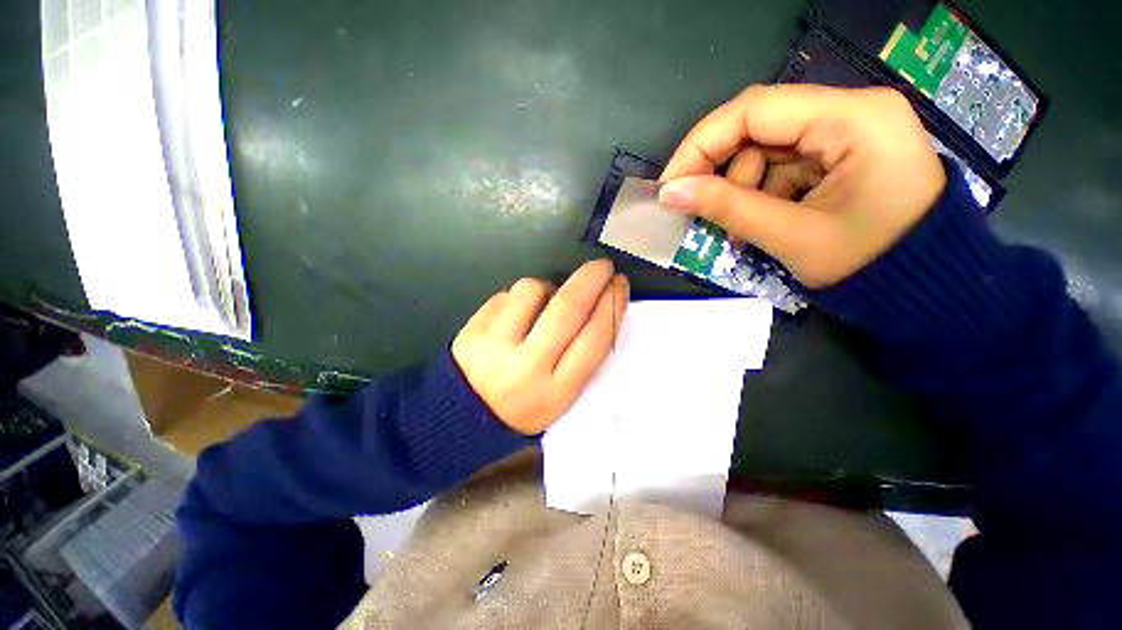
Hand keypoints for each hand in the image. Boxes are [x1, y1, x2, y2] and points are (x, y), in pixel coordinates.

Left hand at [452, 259, 628, 434]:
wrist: (468, 418)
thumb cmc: (525, 406)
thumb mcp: (563, 397)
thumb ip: (583, 357)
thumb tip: (599, 304)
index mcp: (557, 391)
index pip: (594, 338)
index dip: (612, 305)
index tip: (619, 284)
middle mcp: (527, 368)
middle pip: (567, 308)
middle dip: (590, 279)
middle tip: (602, 266)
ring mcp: (494, 347)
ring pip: (532, 290)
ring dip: (547, 288)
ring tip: (543, 303)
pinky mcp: (470, 332)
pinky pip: (504, 295)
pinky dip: (517, 298)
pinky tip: (515, 315)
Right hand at [658, 84, 945, 288]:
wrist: (926, 288)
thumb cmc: (869, 265)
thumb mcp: (790, 236)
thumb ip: (726, 208)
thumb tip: (670, 193)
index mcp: (853, 118)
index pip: (754, 109)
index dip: (701, 145)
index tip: (670, 184)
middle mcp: (852, 111)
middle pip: (759, 128)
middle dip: (721, 172)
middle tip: (694, 207)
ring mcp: (849, 132)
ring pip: (767, 150)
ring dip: (741, 189)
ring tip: (738, 229)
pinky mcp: (843, 154)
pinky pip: (784, 166)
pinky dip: (761, 194)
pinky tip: (761, 222)